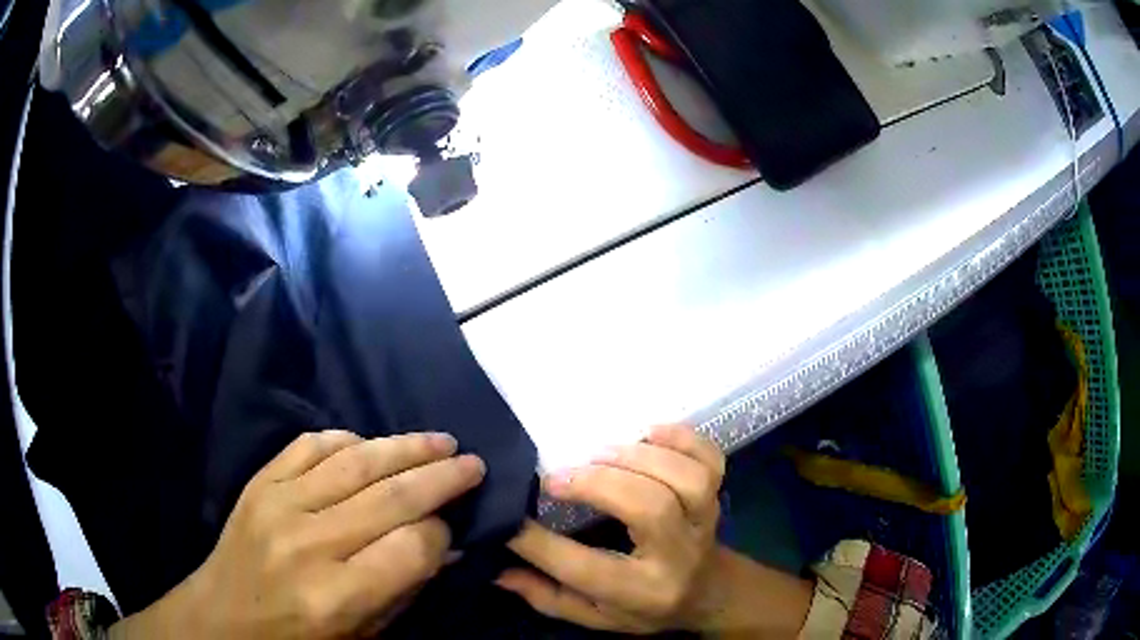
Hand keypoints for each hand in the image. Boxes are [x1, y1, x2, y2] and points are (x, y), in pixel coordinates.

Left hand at [110, 431, 484, 639]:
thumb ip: (403, 589)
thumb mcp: (361, 635)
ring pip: (355, 462)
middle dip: (441, 476)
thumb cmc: (297, 639)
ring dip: (404, 446)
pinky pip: (310, 446)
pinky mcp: (260, 482)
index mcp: (335, 595)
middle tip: (472, 461)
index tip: (454, 529)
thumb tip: (444, 544)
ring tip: (439, 440)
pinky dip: (347, 440)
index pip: (412, 548)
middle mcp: (308, 543)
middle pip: (390, 496)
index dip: (443, 534)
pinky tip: (370, 443)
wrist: (223, 618)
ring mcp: (279, 504)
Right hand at [497, 425, 725, 633]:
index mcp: (641, 592)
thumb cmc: (646, 607)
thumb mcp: (595, 616)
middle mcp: (677, 556)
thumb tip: (498, 571)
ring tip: (599, 454)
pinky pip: (709, 460)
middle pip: (649, 509)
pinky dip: (681, 439)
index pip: (585, 570)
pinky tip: (648, 434)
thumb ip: (548, 597)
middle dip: (598, 485)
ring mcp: (703, 521)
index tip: (509, 518)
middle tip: (558, 478)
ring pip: (685, 480)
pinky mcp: (717, 494)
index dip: (538, 542)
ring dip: (638, 458)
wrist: (710, 593)